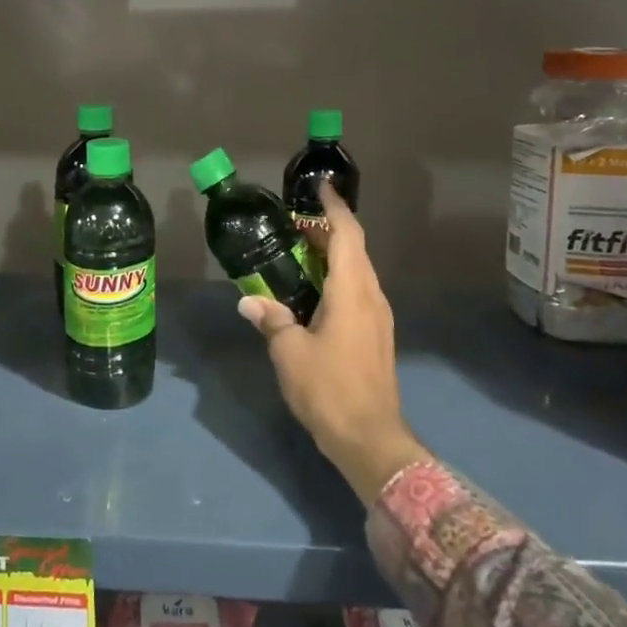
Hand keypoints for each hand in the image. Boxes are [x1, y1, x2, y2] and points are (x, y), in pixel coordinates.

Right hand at [238, 183, 427, 503]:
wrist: (370, 439)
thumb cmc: (329, 388)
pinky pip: (358, 291)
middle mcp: (372, 296)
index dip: (334, 208)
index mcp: (353, 291)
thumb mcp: (290, 352)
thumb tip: (249, 301)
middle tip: (295, 222)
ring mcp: (378, 317)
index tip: (320, 188)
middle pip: (355, 249)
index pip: (348, 235)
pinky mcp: (376, 335)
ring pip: (358, 271)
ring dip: (333, 255)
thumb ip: (271, 319)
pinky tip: (313, 291)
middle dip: (328, 230)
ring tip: (299, 252)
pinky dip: (337, 278)